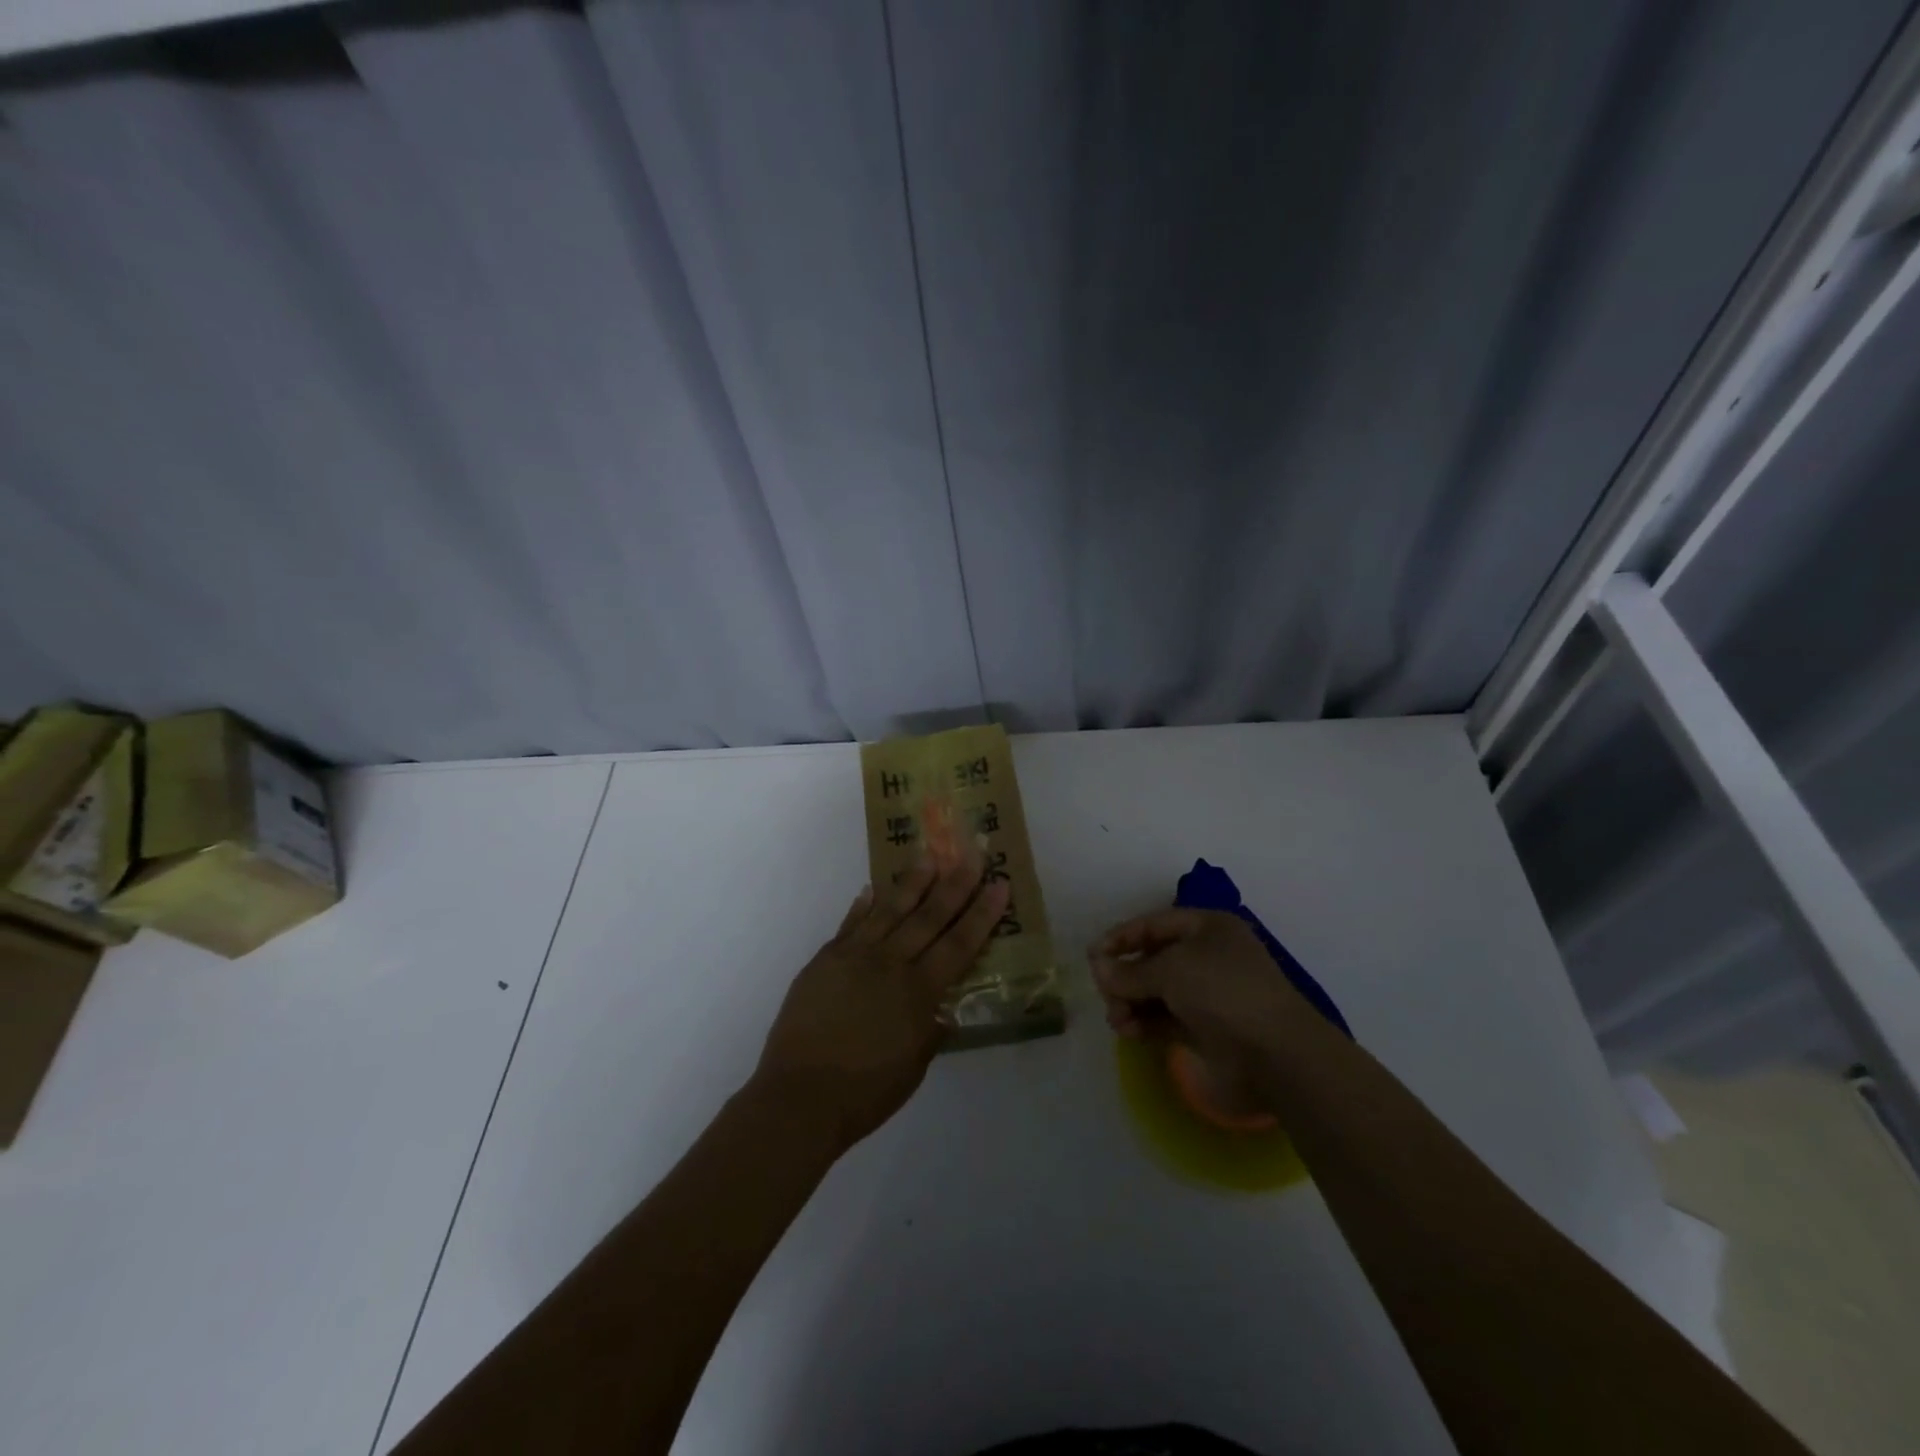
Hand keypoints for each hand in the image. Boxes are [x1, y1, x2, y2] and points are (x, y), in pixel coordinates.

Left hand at [751, 843, 1009, 1152]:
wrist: (799, 1097)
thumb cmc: (865, 1093)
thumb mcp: (913, 1068)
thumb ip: (930, 1032)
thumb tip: (941, 1011)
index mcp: (919, 992)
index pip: (959, 943)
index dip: (982, 913)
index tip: (999, 883)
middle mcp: (890, 964)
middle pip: (929, 916)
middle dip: (955, 884)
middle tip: (972, 855)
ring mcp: (854, 957)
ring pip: (890, 910)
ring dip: (912, 883)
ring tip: (929, 857)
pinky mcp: (825, 960)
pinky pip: (850, 925)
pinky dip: (862, 905)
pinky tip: (872, 889)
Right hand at [1089, 909, 1307, 1099]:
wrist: (1277, 1055)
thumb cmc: (1223, 992)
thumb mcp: (1170, 970)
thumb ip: (1129, 971)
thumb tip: (1097, 968)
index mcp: (1207, 928)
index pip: (1153, 924)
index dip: (1121, 937)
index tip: (1092, 956)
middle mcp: (1208, 956)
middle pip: (1153, 959)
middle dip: (1125, 976)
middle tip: (1104, 993)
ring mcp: (1209, 995)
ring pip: (1157, 992)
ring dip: (1131, 1003)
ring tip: (1117, 1020)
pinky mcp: (1207, 1030)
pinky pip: (1166, 1019)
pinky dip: (1145, 1023)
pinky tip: (1128, 1032)